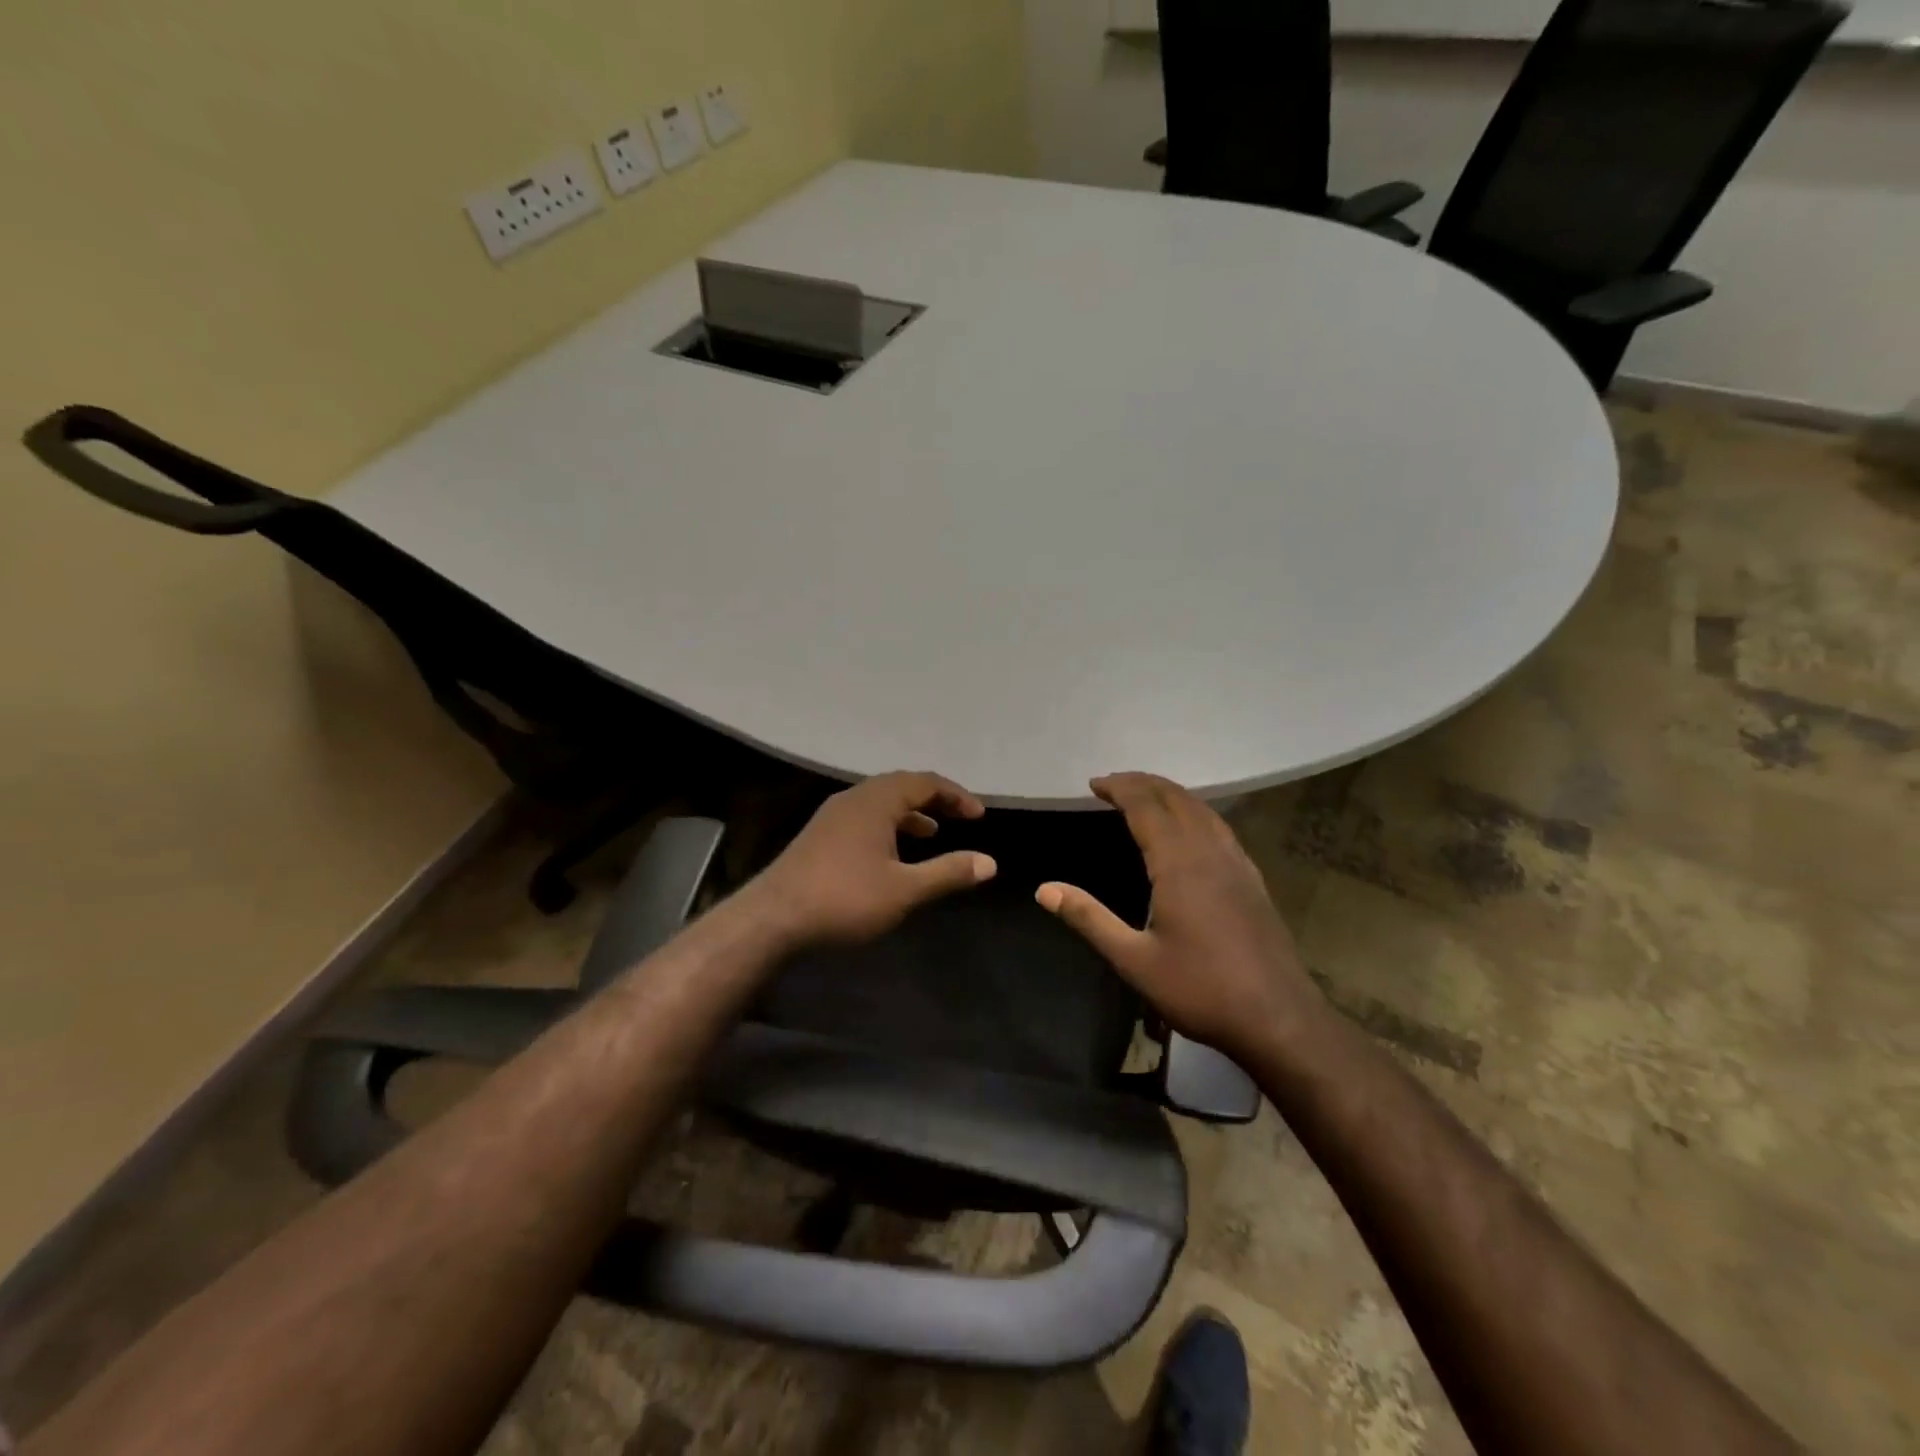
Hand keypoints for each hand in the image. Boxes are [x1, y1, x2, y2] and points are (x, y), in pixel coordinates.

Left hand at [749, 771, 997, 947]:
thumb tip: (989, 862)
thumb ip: (948, 872)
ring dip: (909, 813)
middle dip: (933, 799)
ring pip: (879, 802)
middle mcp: (854, 798)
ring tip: (931, 833)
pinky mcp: (819, 835)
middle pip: (901, 786)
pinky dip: (887, 825)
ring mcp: (832, 815)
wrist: (773, 918)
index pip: (924, 782)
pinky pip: (863, 816)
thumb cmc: (844, 899)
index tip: (978, 815)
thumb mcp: (905, 890)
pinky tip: (891, 853)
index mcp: (876, 801)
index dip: (955, 795)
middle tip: (959, 817)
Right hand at [1035, 773, 1314, 1062]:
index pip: (1146, 806)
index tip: (1094, 783)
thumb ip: (1089, 919)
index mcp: (1179, 863)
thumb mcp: (1134, 960)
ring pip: (1202, 809)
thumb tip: (1044, 890)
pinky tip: (1188, 828)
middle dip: (1143, 783)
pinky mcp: (1252, 879)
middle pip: (1176, 798)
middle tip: (1112, 783)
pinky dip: (1193, 811)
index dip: (1120, 788)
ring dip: (1170, 793)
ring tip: (1144, 794)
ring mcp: (1237, 863)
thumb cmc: (1201, 989)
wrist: (1279, 1019)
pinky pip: (1218, 826)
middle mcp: (1210, 852)